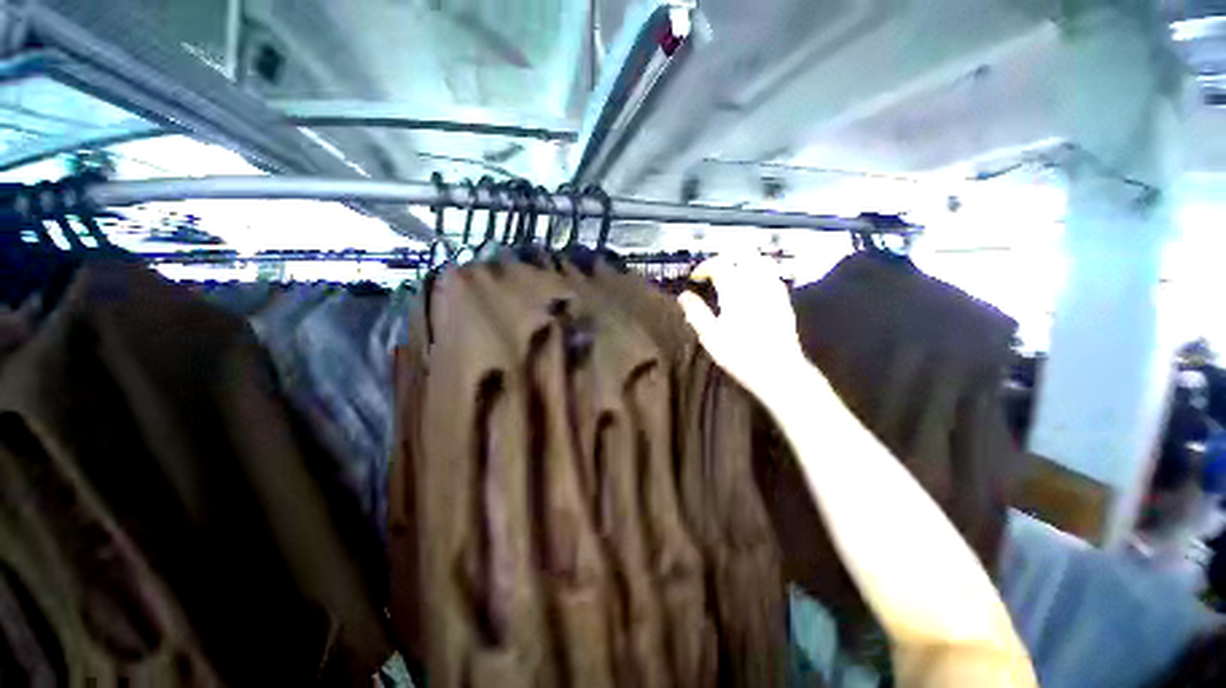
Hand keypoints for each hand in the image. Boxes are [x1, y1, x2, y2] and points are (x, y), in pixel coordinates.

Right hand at [678, 253, 809, 400]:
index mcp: (735, 289)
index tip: (695, 278)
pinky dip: (757, 271)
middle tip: (712, 270)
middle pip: (742, 254)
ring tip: (730, 273)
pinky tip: (751, 285)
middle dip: (725, 257)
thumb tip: (684, 296)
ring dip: (742, 261)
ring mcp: (773, 289)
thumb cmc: (740, 354)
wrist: (778, 370)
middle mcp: (756, 282)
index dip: (704, 267)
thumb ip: (695, 312)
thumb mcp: (710, 336)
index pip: (719, 264)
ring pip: (760, 260)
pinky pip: (771, 273)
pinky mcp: (783, 299)